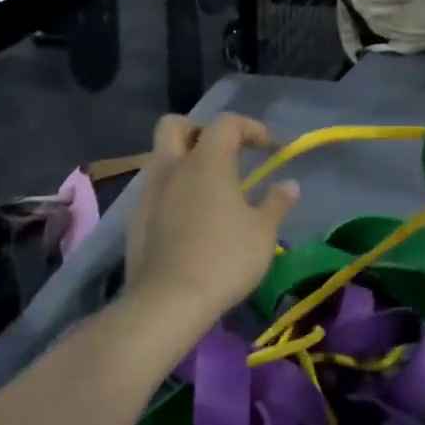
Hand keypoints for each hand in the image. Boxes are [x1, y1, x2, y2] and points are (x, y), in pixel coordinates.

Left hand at [124, 114, 298, 334]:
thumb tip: (290, 185)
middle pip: (176, 125)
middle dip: (200, 130)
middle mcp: (172, 167)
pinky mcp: (135, 220)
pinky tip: (189, 217)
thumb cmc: (224, 258)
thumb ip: (277, 202)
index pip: (226, 123)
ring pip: (160, 157)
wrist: (168, 302)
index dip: (251, 128)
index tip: (270, 149)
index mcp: (206, 161)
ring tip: (209, 188)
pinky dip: (172, 191)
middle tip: (224, 153)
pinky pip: (154, 189)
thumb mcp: (263, 231)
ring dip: (183, 161)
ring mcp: (148, 193)